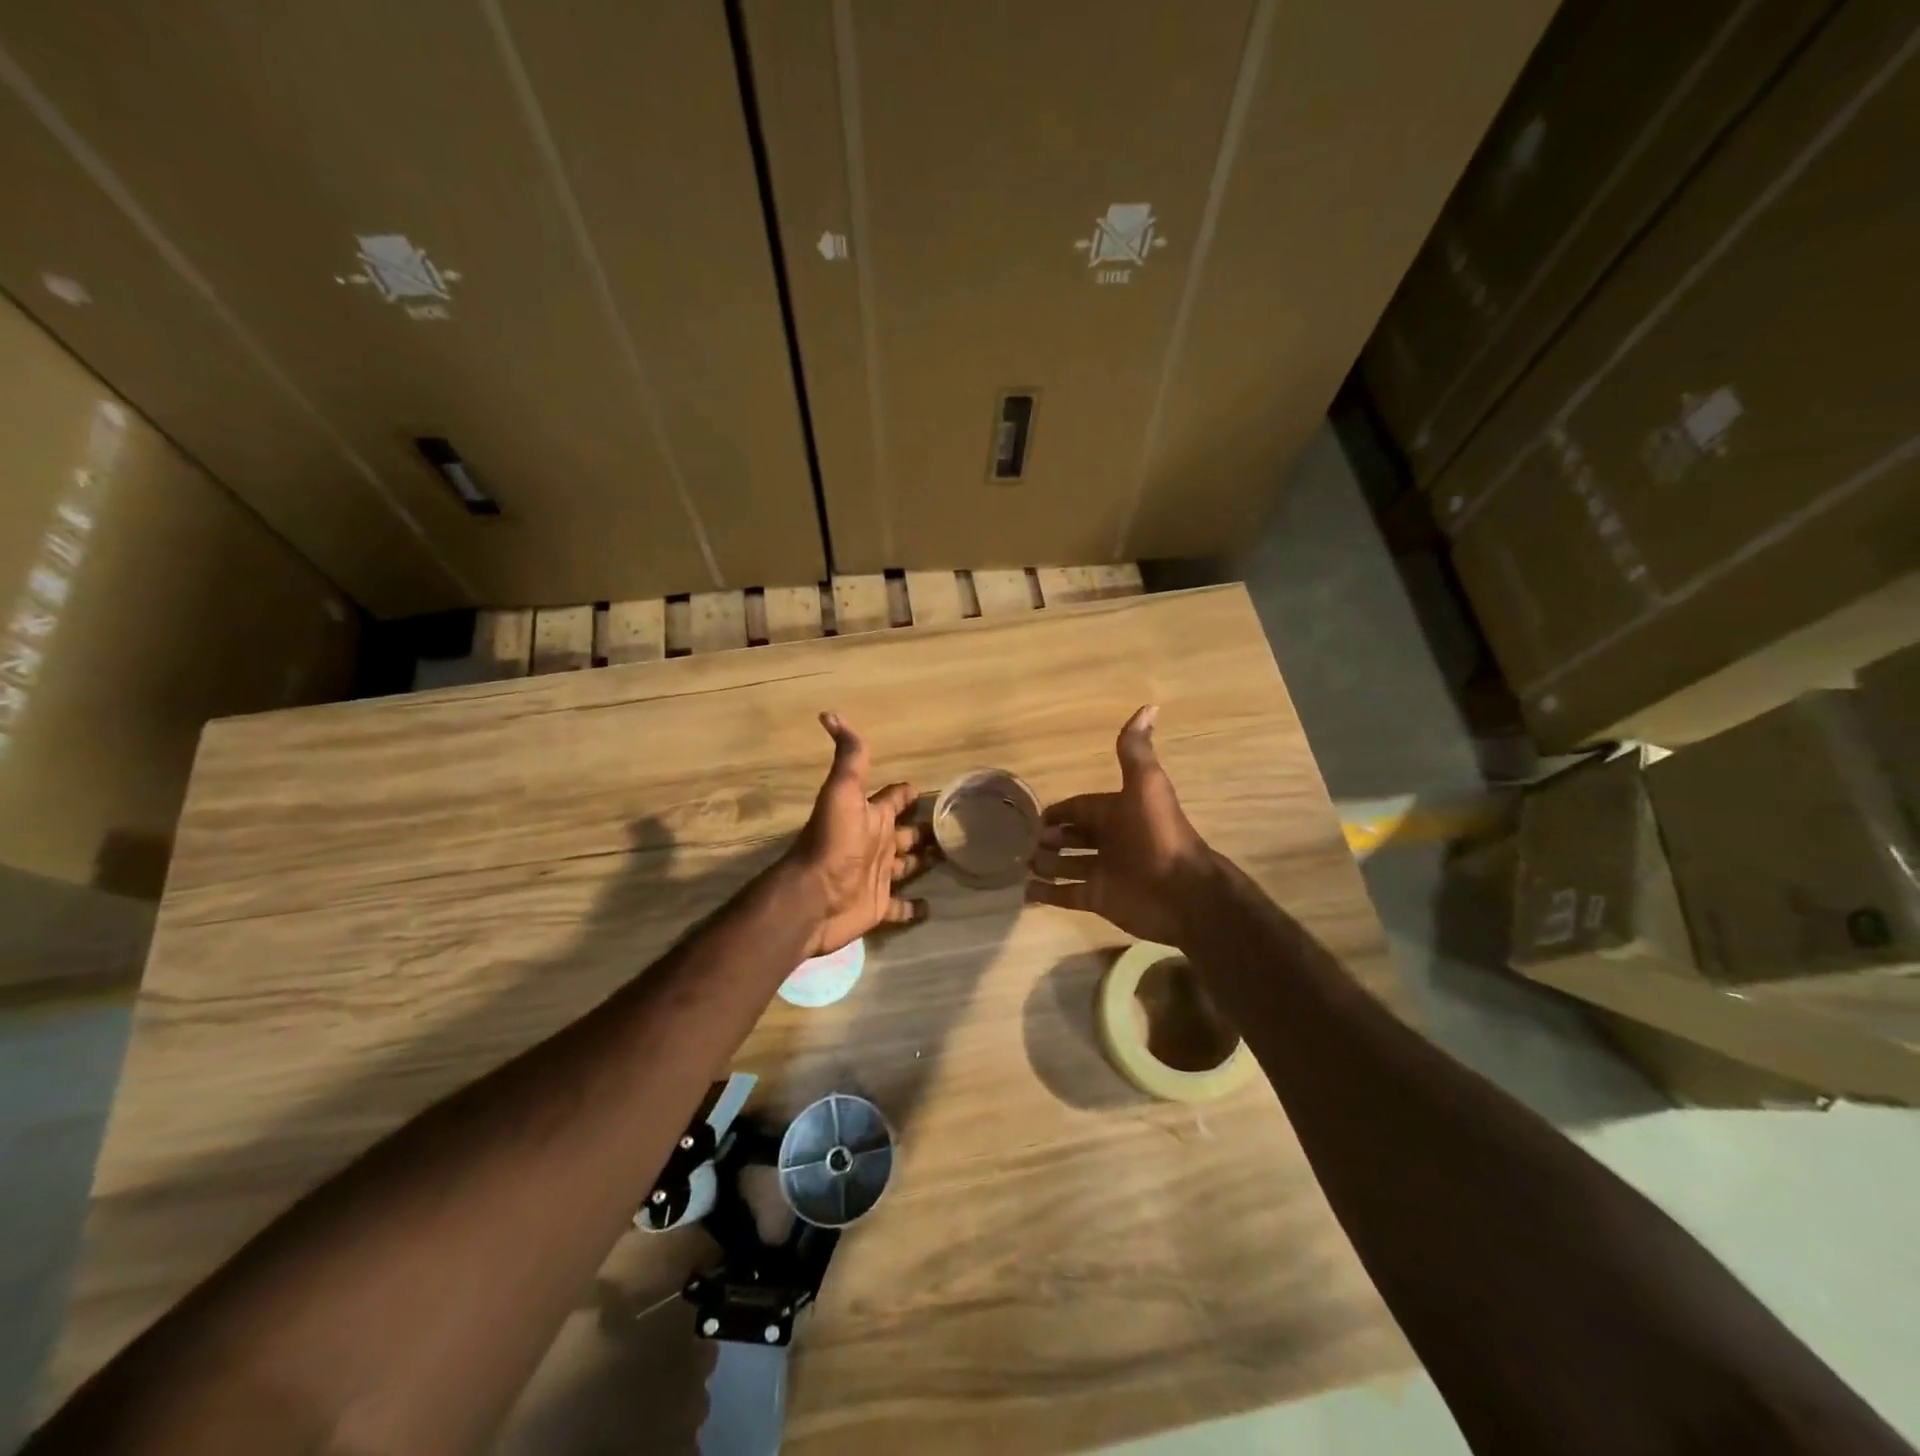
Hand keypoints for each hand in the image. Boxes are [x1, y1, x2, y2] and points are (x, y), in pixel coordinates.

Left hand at [787, 713, 936, 956]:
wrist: (814, 897)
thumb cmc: (833, 842)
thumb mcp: (842, 792)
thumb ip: (849, 757)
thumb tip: (829, 713)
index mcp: (871, 816)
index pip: (893, 798)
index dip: (906, 792)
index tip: (925, 788)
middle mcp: (875, 843)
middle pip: (905, 833)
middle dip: (925, 829)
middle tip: (955, 828)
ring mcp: (878, 876)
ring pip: (907, 866)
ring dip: (925, 862)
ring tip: (953, 859)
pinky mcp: (878, 907)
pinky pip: (901, 907)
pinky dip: (915, 907)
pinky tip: (933, 906)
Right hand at [1025, 705, 1216, 945]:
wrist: (1183, 892)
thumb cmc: (1158, 835)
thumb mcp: (1146, 785)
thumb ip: (1135, 751)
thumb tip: (1148, 705)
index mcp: (1116, 813)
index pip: (1081, 808)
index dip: (1060, 811)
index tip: (1033, 815)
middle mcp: (1108, 841)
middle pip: (1072, 836)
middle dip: (1049, 838)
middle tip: (1021, 841)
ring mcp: (1102, 872)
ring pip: (1066, 865)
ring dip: (1044, 864)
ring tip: (1019, 863)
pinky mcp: (1098, 899)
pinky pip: (1066, 895)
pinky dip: (1046, 894)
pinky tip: (1024, 892)